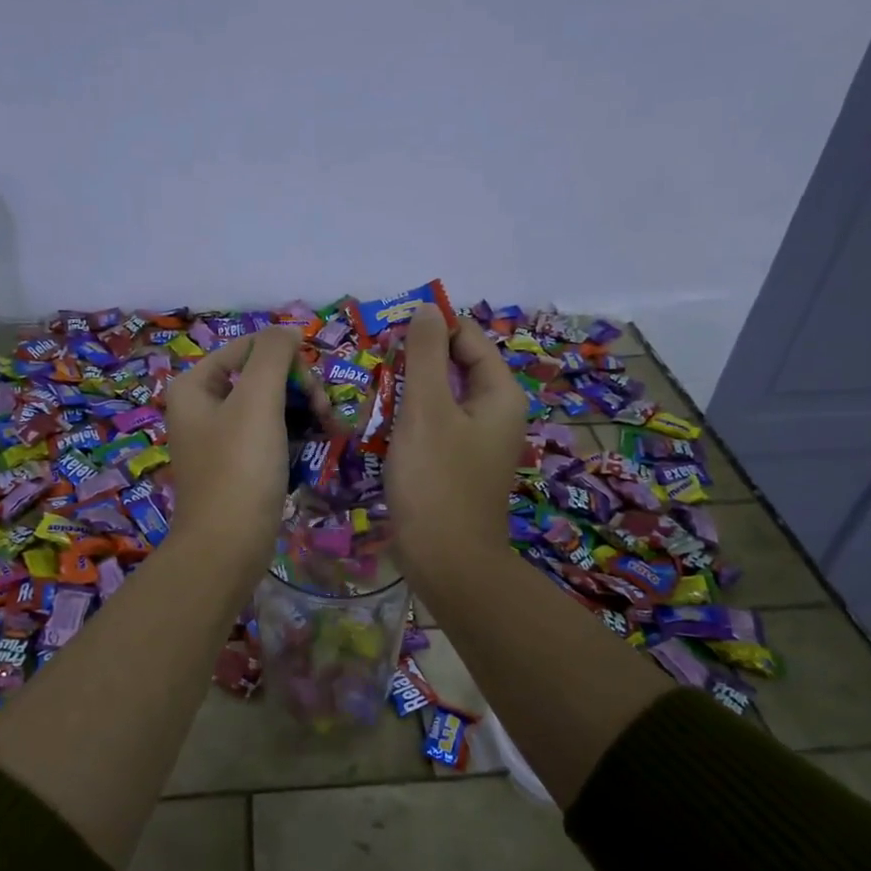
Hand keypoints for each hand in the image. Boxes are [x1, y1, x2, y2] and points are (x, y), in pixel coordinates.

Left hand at [162, 325, 300, 585]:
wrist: (227, 548)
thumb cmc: (240, 469)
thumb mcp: (257, 401)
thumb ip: (273, 355)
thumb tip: (288, 331)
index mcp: (195, 385)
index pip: (250, 347)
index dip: (288, 360)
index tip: (314, 389)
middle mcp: (202, 407)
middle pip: (262, 376)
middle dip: (299, 389)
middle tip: (326, 414)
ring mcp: (220, 439)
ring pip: (271, 406)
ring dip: (304, 412)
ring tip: (332, 431)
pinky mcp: (238, 466)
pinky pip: (271, 435)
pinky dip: (295, 435)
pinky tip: (321, 445)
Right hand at [387, 302, 527, 580]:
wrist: (447, 562)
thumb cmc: (437, 481)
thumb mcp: (426, 409)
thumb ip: (425, 354)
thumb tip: (427, 308)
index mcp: (499, 394)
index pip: (468, 338)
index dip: (431, 327)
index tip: (387, 332)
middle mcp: (495, 414)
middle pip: (454, 367)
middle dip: (414, 360)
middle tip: (372, 364)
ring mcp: (476, 442)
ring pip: (440, 398)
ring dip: (407, 391)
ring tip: (370, 392)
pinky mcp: (456, 465)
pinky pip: (434, 427)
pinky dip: (409, 420)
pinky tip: (380, 426)